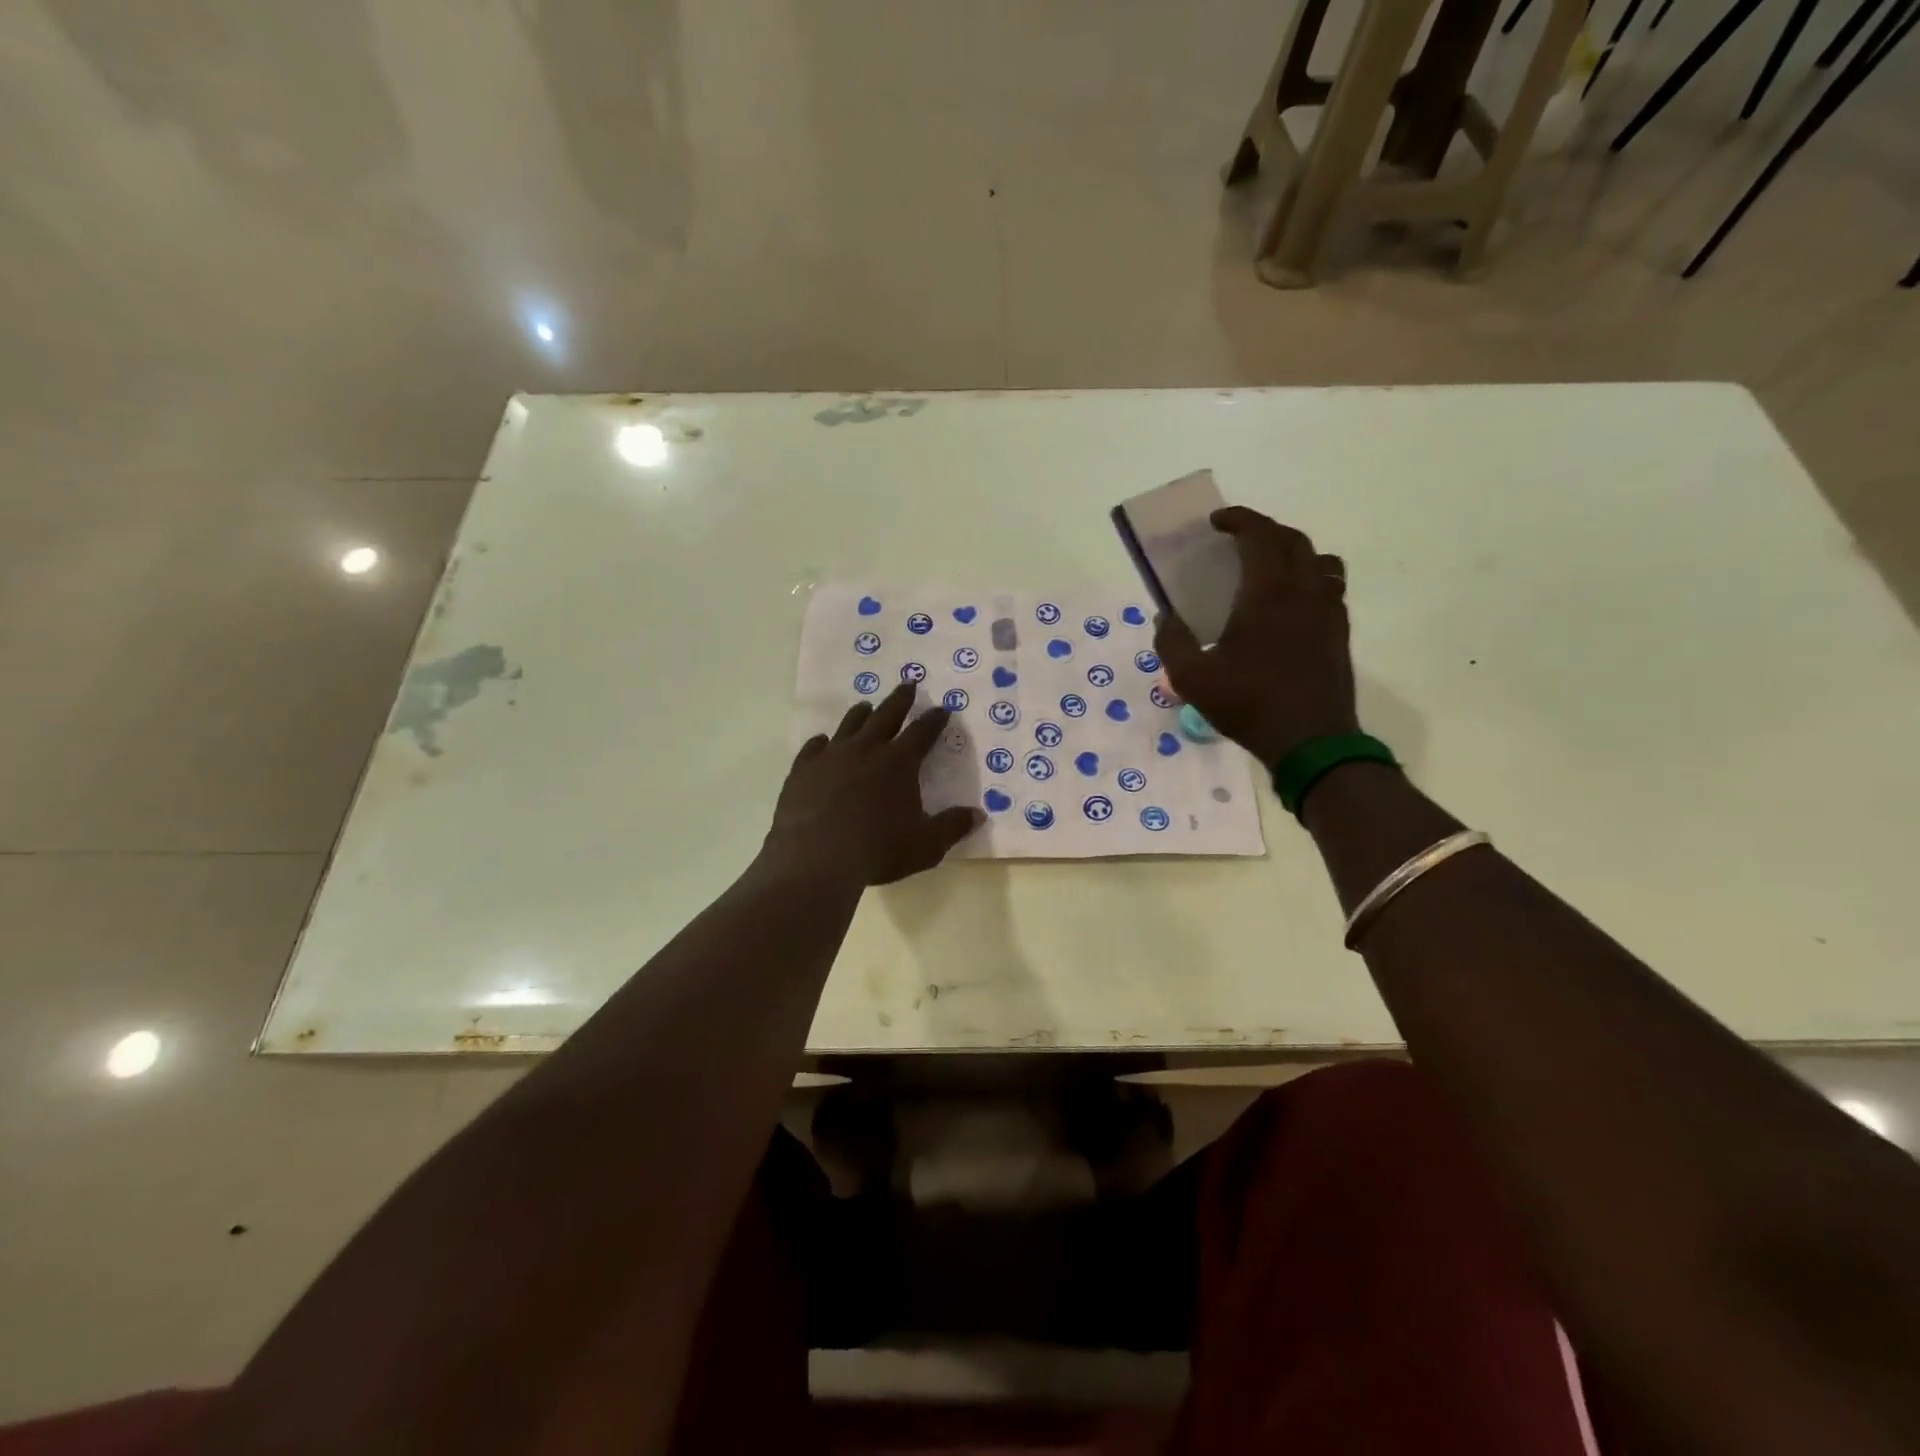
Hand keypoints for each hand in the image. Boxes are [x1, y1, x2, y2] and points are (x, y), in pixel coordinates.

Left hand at [765, 682, 983, 886]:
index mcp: (899, 762)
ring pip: (849, 725)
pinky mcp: (803, 770)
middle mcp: (866, 750)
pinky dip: (821, 742)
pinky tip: (822, 742)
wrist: (815, 857)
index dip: (934, 719)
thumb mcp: (926, 845)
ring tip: (866, 706)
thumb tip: (978, 815)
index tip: (942, 708)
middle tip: (907, 683)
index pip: (922, 732)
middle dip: (900, 700)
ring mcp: (831, 757)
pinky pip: (813, 748)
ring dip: (861, 714)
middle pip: (886, 716)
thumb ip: (952, 827)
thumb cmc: (878, 850)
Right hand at [1154, 506, 1356, 768]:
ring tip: (1270, 567)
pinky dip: (1310, 578)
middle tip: (1238, 541)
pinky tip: (1291, 604)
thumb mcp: (1192, 679)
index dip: (1240, 519)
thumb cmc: (1248, 704)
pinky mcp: (1339, 632)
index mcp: (1267, 593)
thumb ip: (1171, 643)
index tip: (1217, 522)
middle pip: (1293, 540)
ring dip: (1293, 552)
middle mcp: (1303, 591)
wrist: (1309, 741)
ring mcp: (1328, 611)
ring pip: (1320, 560)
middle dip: (1265, 530)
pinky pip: (1330, 587)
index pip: (1261, 535)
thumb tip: (1164, 618)